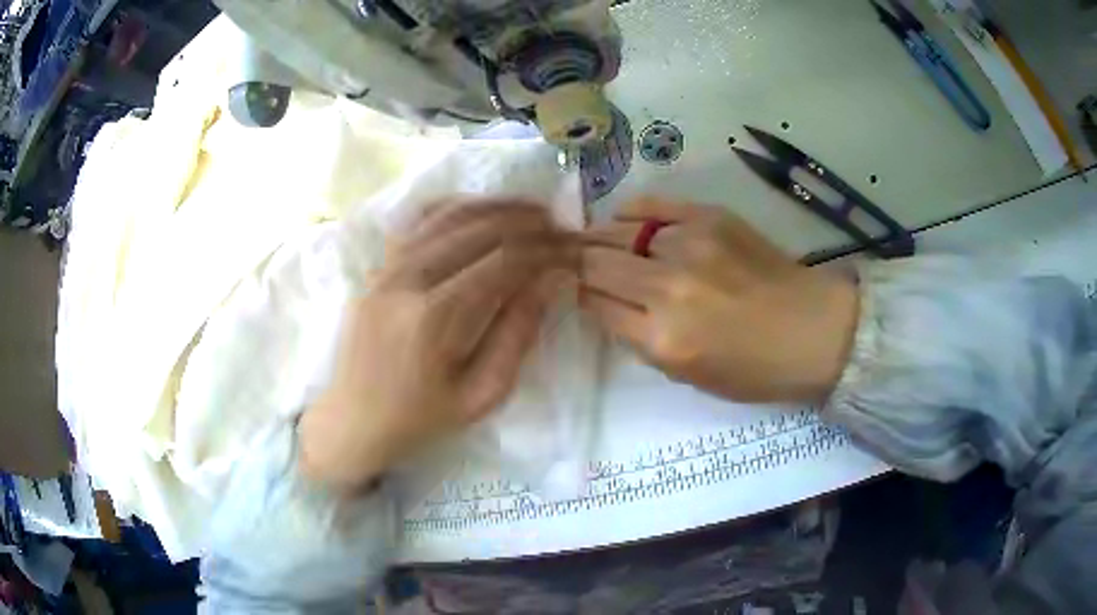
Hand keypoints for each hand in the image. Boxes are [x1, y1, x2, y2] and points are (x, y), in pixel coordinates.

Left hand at [300, 200, 577, 493]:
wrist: (353, 421)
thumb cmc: (419, 419)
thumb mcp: (480, 394)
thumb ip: (518, 334)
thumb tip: (553, 280)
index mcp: (433, 318)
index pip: (502, 261)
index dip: (545, 250)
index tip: (572, 251)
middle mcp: (406, 279)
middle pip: (477, 228)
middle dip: (527, 222)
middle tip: (560, 227)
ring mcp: (386, 268)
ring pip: (448, 215)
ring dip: (495, 207)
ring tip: (530, 211)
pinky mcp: (377, 267)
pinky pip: (418, 222)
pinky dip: (455, 208)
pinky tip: (480, 212)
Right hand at [580, 197, 858, 403]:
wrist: (813, 330)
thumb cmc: (754, 369)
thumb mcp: (687, 377)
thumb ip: (640, 340)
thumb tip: (607, 305)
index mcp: (663, 339)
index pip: (594, 304)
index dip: (580, 296)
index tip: (578, 292)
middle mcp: (668, 287)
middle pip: (596, 263)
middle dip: (579, 265)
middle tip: (576, 264)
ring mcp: (689, 245)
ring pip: (616, 231)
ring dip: (601, 240)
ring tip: (598, 243)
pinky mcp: (709, 216)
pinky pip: (650, 206)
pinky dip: (629, 214)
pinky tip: (625, 222)